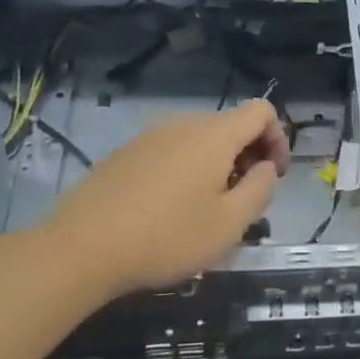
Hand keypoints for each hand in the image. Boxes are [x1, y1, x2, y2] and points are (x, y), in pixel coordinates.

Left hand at [43, 99, 288, 299]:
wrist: (81, 247)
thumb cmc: (166, 237)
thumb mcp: (229, 224)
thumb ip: (260, 189)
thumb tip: (266, 167)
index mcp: (215, 135)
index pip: (261, 111)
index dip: (278, 138)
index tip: (272, 176)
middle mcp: (184, 123)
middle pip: (231, 125)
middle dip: (248, 155)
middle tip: (242, 200)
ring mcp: (150, 136)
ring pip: (199, 139)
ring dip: (216, 164)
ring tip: (206, 208)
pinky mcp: (125, 153)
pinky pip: (170, 150)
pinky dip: (185, 169)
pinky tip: (168, 209)